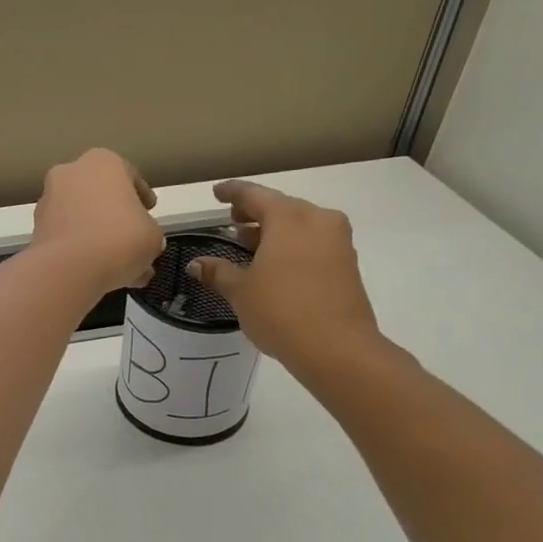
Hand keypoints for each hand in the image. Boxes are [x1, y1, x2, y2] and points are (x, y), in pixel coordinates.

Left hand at [31, 149, 163, 295]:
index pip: (129, 176)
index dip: (142, 197)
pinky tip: (99, 273)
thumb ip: (150, 232)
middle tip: (134, 242)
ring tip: (120, 267)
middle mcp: (70, 173)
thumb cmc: (120, 239)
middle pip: (101, 196)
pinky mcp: (36, 229)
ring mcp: (48, 200)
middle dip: (118, 220)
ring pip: (82, 218)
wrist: (69, 268)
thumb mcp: (153, 236)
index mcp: (102, 161)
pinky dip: (81, 251)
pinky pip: (67, 237)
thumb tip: (143, 240)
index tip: (149, 212)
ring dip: (100, 238)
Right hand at [186, 181, 388, 385]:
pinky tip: (274, 265)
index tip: (217, 193)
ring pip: (299, 226)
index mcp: (289, 218)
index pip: (254, 195)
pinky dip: (291, 246)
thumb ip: (218, 272)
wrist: (338, 348)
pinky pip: (313, 243)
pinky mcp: (346, 265)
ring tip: (248, 245)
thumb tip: (195, 264)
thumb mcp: (240, 291)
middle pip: (281, 207)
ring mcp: (337, 242)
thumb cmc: (281, 311)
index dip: (232, 192)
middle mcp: (317, 221)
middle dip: (254, 213)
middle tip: (231, 221)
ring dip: (273, 231)